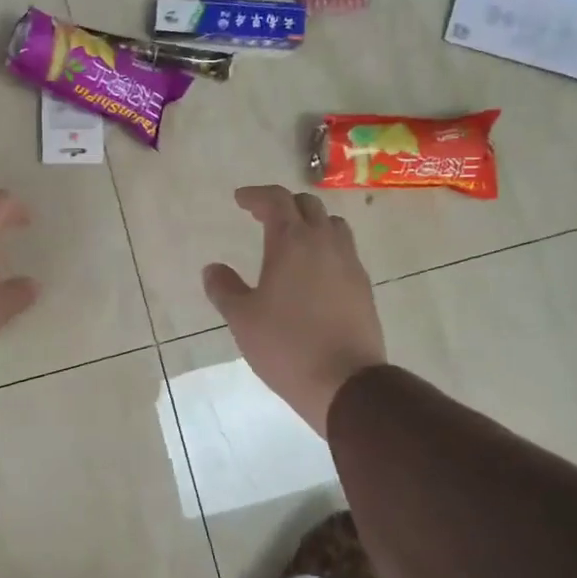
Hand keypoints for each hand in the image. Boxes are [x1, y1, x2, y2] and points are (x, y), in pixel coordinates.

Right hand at [203, 186, 385, 437]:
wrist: (345, 382)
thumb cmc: (286, 345)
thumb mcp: (242, 318)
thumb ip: (224, 288)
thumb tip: (212, 269)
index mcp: (292, 242)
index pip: (276, 200)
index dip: (256, 195)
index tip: (240, 199)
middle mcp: (325, 243)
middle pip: (308, 205)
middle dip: (284, 204)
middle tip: (263, 217)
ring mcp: (350, 264)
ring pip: (333, 225)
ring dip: (311, 223)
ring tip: (292, 240)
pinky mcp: (364, 287)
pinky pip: (344, 252)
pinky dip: (326, 248)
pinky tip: (313, 272)